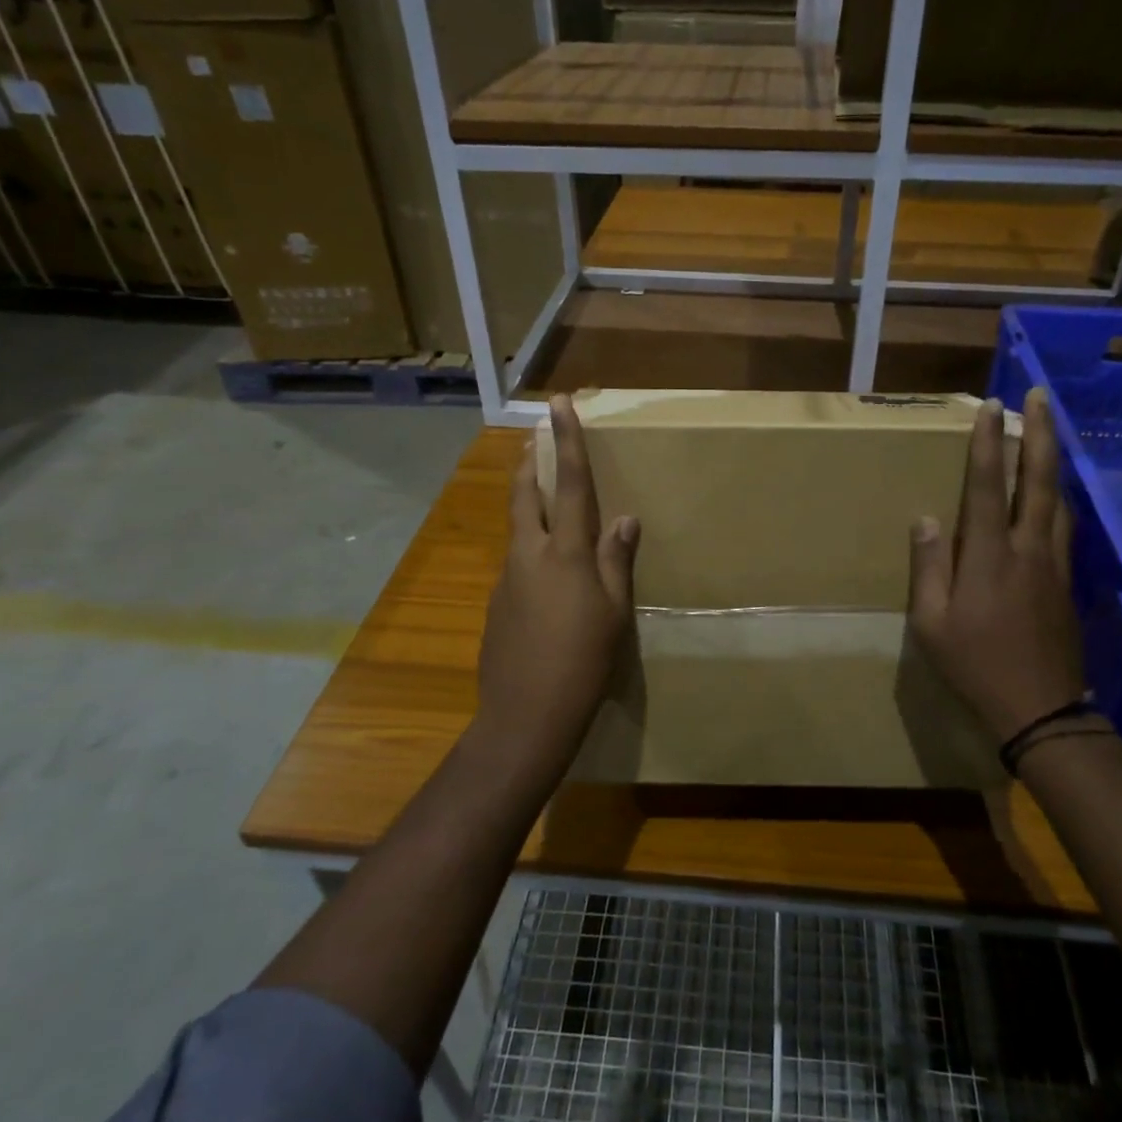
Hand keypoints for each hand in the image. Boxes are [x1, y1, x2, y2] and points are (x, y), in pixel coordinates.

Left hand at [476, 395, 639, 759]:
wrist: (525, 717)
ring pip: (518, 529)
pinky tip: (546, 578)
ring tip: (546, 503)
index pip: (571, 485)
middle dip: (530, 463)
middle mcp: (529, 555)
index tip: (558, 404)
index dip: (567, 442)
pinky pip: (516, 563)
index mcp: (565, 554)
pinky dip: (530, 551)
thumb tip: (625, 519)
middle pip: (525, 495)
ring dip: (529, 506)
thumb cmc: (583, 663)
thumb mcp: (613, 612)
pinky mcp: (495, 605)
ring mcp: (506, 580)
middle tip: (534, 440)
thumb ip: (616, 561)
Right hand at [907, 390, 1085, 741]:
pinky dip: (1058, 496)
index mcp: (988, 557)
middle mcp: (1027, 549)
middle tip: (1041, 397)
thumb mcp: (932, 623)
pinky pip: (1064, 526)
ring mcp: (1053, 564)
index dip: (988, 443)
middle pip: (1037, 480)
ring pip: (1058, 500)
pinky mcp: (1067, 582)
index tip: (992, 406)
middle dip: (1040, 434)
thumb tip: (927, 518)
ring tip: (1049, 432)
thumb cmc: (975, 666)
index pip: (986, 487)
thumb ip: (930, 567)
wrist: (1041, 709)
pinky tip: (1054, 493)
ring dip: (1053, 460)